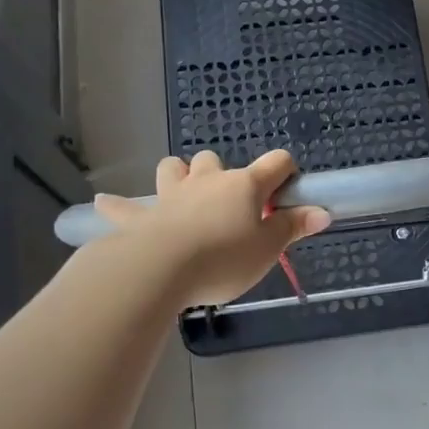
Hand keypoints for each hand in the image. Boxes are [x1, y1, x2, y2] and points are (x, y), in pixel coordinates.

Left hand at [93, 150, 330, 307]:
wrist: (161, 269)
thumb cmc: (223, 258)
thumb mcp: (267, 249)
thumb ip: (293, 228)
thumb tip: (323, 212)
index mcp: (243, 186)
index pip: (275, 163)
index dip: (286, 172)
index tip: (288, 190)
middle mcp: (207, 181)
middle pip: (215, 160)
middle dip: (222, 174)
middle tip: (229, 205)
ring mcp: (171, 195)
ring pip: (173, 168)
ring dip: (178, 175)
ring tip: (182, 192)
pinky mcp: (140, 217)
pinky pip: (125, 207)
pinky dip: (118, 206)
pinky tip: (105, 204)